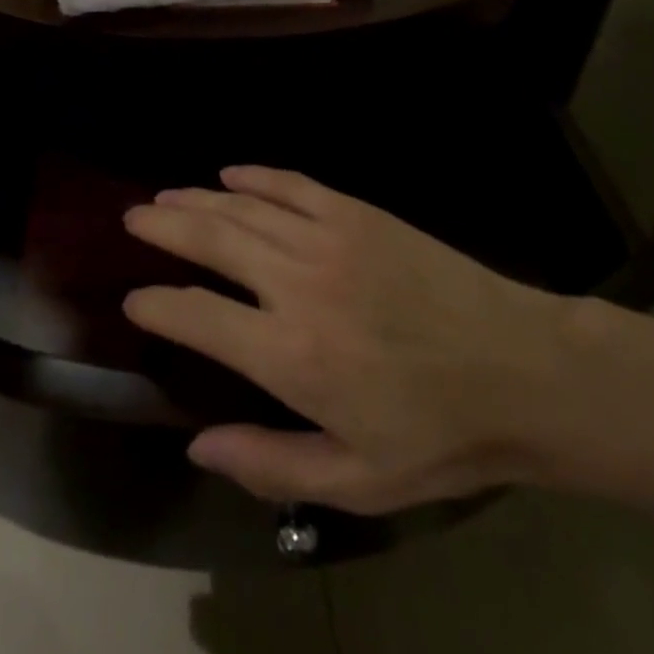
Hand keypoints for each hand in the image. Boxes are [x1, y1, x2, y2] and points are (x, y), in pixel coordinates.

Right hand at [123, 167, 578, 514]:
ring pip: (245, 207)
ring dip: (199, 198)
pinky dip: (256, 176)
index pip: (196, 315)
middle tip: (134, 217)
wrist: (520, 369)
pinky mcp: (358, 213)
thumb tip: (196, 444)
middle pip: (211, 240)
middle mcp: (297, 284)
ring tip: (167, 196)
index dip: (156, 304)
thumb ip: (269, 464)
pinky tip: (232, 172)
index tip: (133, 300)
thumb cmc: (438, 435)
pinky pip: (292, 184)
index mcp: (290, 354)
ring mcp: (328, 238)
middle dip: (164, 226)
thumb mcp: (356, 481)